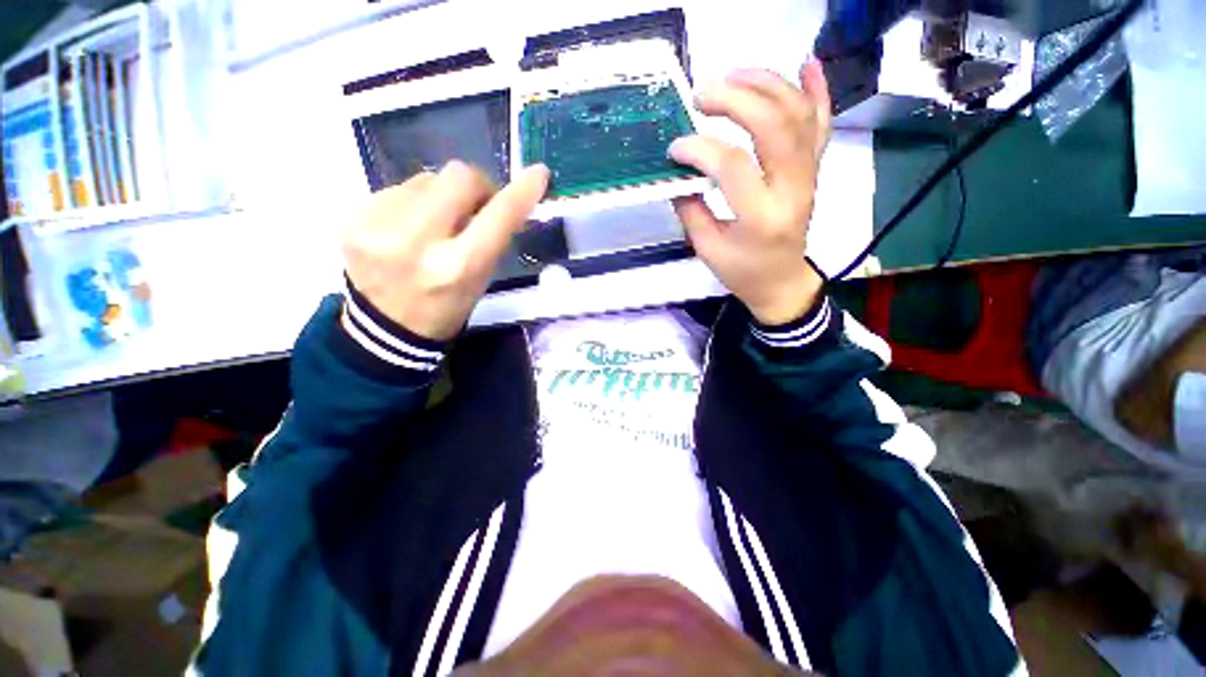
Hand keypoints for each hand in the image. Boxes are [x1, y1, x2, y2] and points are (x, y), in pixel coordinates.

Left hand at [343, 161, 548, 340]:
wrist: (385, 329)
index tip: (538, 174)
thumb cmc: (447, 307)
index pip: (499, 217)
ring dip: (440, 196)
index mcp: (458, 267)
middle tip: (476, 204)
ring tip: (434, 225)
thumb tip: (498, 196)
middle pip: (457, 175)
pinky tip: (406, 228)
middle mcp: (417, 243)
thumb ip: (491, 237)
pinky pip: (397, 189)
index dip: (522, 192)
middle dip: (475, 185)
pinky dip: (411, 203)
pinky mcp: (352, 217)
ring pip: (426, 178)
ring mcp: (377, 226)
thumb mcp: (480, 280)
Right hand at [669, 62, 830, 325]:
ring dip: (768, 85)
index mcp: (761, 218)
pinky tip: (806, 63)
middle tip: (702, 95)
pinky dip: (818, 90)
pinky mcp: (813, 170)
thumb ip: (691, 210)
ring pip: (799, 115)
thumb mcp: (708, 249)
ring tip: (734, 74)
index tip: (675, 148)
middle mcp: (792, 190)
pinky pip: (822, 124)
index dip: (700, 149)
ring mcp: (808, 176)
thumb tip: (678, 173)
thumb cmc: (742, 271)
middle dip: (736, 100)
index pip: (732, 167)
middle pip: (774, 126)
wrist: (782, 281)